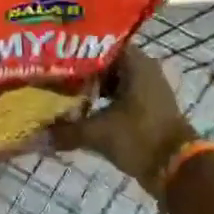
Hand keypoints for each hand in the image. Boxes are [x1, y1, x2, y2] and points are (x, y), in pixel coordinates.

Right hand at [51, 47, 195, 198]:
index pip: (99, 45)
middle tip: (50, 76)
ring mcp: (146, 91)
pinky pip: (117, 100)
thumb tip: (35, 136)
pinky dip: (99, 104)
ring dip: (88, 90)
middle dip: (77, 72)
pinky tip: (77, 112)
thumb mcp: (98, 133)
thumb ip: (66, 131)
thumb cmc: (140, 137)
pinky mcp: (146, 110)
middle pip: (103, 64)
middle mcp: (143, 71)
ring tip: (58, 94)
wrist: (177, 168)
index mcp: (136, 63)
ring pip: (110, 84)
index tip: (52, 57)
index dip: (74, 51)